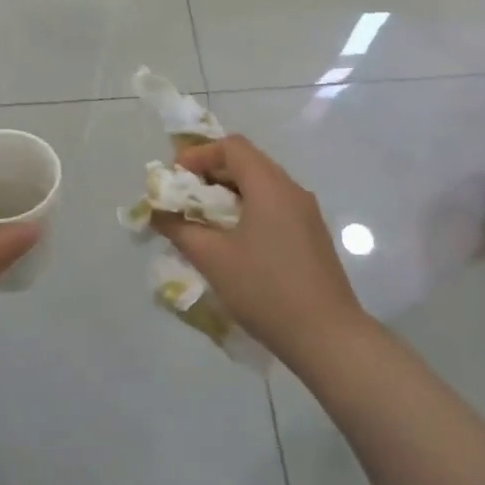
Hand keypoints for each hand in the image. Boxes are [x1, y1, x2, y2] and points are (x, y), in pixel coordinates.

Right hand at [152, 135, 368, 372]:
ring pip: (261, 186)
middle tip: (183, 199)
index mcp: (269, 185)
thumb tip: (157, 212)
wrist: (328, 337)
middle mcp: (291, 189)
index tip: (176, 178)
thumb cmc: (265, 289)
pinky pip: (274, 207)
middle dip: (211, 174)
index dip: (199, 154)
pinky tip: (233, 242)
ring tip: (203, 222)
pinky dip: (248, 211)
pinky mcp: (312, 236)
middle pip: (247, 162)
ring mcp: (306, 213)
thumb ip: (180, 229)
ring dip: (229, 195)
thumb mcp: (213, 259)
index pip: (232, 146)